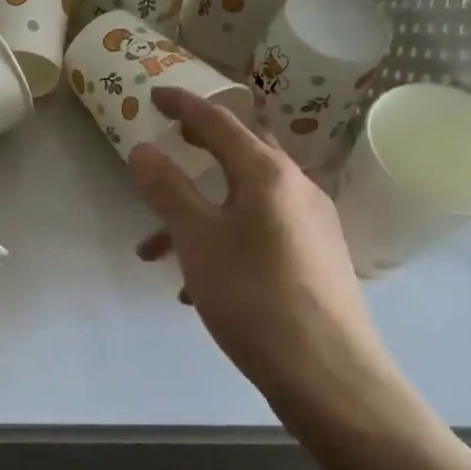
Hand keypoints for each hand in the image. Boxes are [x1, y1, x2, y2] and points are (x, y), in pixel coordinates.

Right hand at [128, 88, 397, 419]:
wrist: (328, 374)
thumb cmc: (254, 297)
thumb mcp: (197, 241)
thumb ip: (168, 190)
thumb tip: (142, 149)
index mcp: (269, 175)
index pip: (221, 122)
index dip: (184, 105)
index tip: (154, 95)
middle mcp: (297, 189)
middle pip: (241, 154)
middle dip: (199, 151)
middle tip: (167, 147)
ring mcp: (312, 225)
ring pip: (245, 202)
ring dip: (200, 213)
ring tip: (157, 254)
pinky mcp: (315, 259)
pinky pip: (260, 233)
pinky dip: (224, 241)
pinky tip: (198, 285)